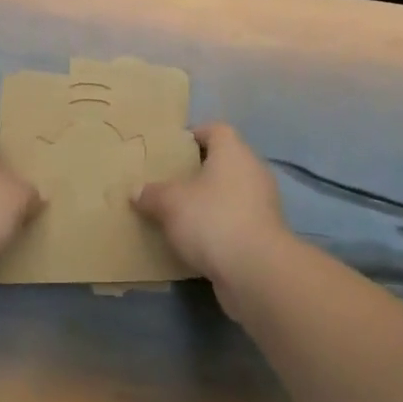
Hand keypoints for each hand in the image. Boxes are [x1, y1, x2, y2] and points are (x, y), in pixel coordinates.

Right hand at [135, 122, 289, 304]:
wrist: (256, 272)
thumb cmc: (212, 219)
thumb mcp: (170, 203)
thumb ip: (152, 194)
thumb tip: (136, 191)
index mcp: (233, 152)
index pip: (216, 129)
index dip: (195, 134)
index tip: (173, 149)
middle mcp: (253, 171)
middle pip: (224, 161)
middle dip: (199, 170)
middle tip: (171, 181)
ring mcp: (263, 204)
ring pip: (231, 192)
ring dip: (210, 200)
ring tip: (180, 212)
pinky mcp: (265, 234)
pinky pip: (237, 220)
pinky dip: (219, 226)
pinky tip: (197, 240)